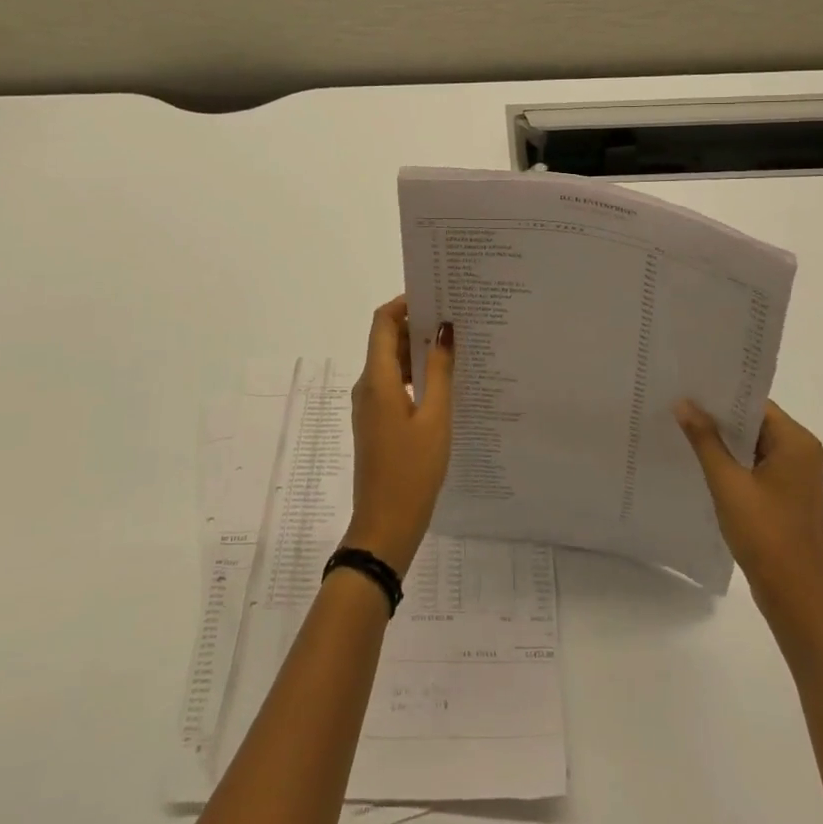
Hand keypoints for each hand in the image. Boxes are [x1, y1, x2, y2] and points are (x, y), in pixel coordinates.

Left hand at [344, 296, 454, 578]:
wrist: (384, 527)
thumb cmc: (412, 471)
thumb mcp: (435, 418)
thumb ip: (440, 371)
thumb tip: (445, 330)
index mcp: (377, 379)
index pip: (382, 321)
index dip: (405, 303)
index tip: (436, 296)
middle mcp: (367, 386)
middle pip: (386, 339)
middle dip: (416, 325)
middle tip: (455, 319)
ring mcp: (369, 405)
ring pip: (390, 363)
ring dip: (417, 351)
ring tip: (455, 346)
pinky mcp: (376, 422)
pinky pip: (393, 384)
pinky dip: (414, 374)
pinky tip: (444, 381)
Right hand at [675, 399, 822, 642]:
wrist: (798, 600)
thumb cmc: (766, 536)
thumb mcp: (728, 484)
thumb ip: (705, 440)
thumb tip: (684, 403)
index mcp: (797, 442)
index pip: (754, 402)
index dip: (720, 394)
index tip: (686, 386)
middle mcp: (802, 452)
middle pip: (755, 421)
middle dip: (718, 415)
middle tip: (677, 402)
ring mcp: (797, 475)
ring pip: (754, 443)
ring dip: (724, 439)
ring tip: (682, 426)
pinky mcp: (788, 495)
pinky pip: (757, 464)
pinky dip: (733, 460)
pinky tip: (702, 459)